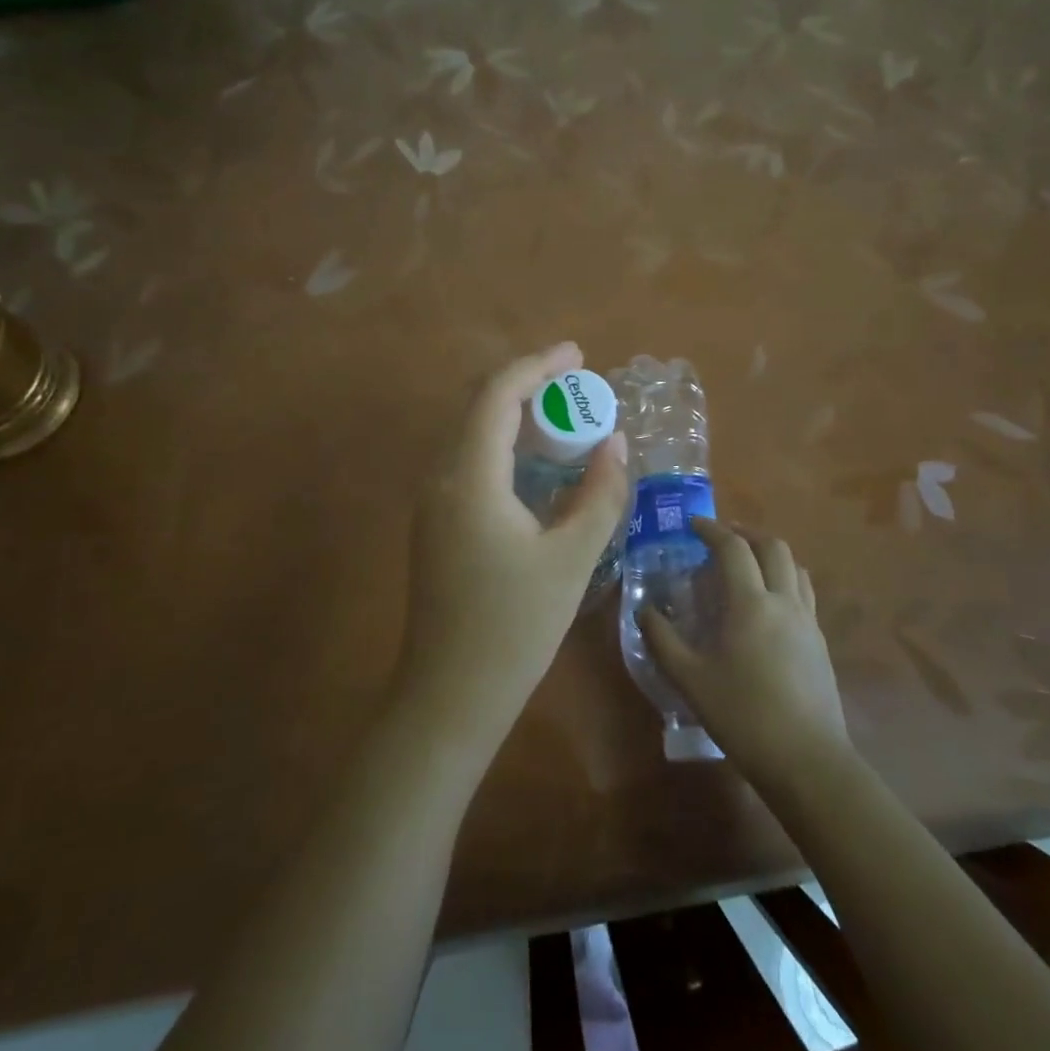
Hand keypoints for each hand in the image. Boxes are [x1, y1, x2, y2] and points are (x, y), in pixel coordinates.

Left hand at [399, 344, 628, 755]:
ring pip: (472, 435)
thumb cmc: (514, 628)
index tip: (578, 354)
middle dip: (528, 385)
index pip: (497, 396)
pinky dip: (505, 447)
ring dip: (516, 416)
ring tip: (565, 417)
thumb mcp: (570, 558)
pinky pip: (470, 463)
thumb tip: (617, 443)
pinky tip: (537, 465)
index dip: (537, 365)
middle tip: (577, 384)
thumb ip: (600, 494)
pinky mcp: (436, 525)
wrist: (450, 696)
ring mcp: (432, 503)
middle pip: (479, 407)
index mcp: (469, 478)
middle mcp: (441, 479)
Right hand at [643, 521, 850, 784]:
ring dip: (770, 553)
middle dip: (746, 533)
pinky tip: (768, 603)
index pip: (733, 548)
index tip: (692, 524)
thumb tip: (644, 611)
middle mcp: (784, 601)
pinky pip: (804, 592)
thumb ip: (663, 640)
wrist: (808, 760)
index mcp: (751, 603)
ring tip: (747, 563)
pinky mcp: (821, 642)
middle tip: (721, 537)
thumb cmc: (743, 716)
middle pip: (772, 546)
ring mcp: (808, 621)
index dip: (712, 529)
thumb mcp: (690, 680)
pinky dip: (784, 579)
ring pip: (795, 566)